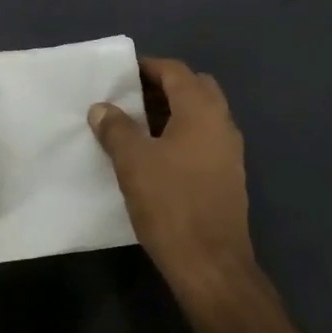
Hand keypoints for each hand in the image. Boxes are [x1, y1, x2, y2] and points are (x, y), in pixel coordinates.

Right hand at [89, 58, 254, 292]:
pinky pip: (204, 139)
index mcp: (201, 110)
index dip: (148, 67)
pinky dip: (182, 135)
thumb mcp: (133, 162)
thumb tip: (102, 108)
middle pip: (194, 88)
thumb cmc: (171, 204)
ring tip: (137, 126)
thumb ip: (116, 128)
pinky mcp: (229, 176)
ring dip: (173, 112)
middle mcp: (222, 123)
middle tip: (131, 98)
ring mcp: (229, 151)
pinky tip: (157, 156)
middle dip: (163, 87)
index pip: (175, 71)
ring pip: (201, 115)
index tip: (121, 74)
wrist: (211, 265)